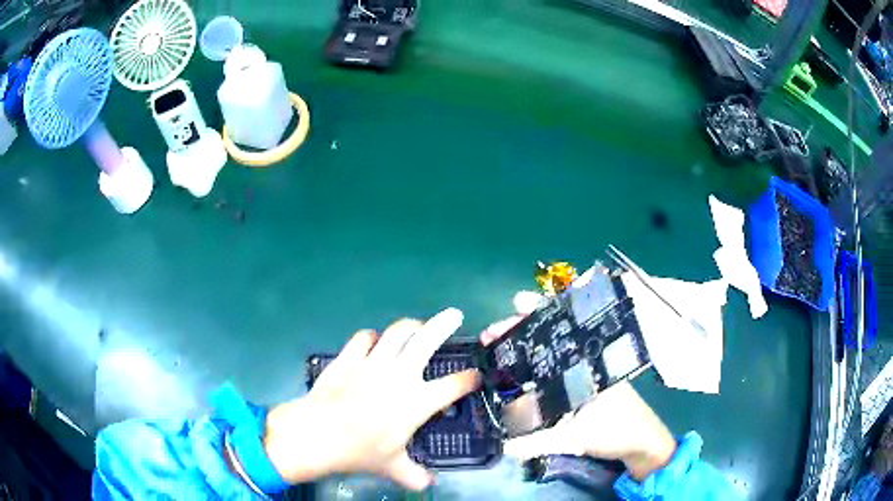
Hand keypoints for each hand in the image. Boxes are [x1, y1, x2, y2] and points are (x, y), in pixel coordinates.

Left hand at [262, 308, 480, 489]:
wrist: (318, 434)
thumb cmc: (360, 451)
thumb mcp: (392, 467)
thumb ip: (414, 476)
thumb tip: (428, 485)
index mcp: (417, 402)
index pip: (454, 385)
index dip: (470, 379)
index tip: (476, 376)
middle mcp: (400, 375)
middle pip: (427, 340)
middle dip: (444, 325)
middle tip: (454, 315)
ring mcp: (373, 363)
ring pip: (397, 332)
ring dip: (410, 326)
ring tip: (416, 326)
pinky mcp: (349, 358)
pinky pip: (364, 337)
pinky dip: (372, 337)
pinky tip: (373, 342)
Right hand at [481, 292, 676, 480]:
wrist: (640, 444)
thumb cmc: (616, 431)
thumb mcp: (579, 437)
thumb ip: (541, 443)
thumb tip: (503, 446)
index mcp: (589, 363)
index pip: (562, 328)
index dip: (540, 313)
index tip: (517, 303)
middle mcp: (585, 363)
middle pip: (550, 337)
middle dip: (521, 330)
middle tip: (491, 333)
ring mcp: (581, 376)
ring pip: (549, 355)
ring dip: (525, 349)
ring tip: (496, 347)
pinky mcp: (578, 391)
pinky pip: (551, 374)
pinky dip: (532, 371)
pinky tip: (514, 375)